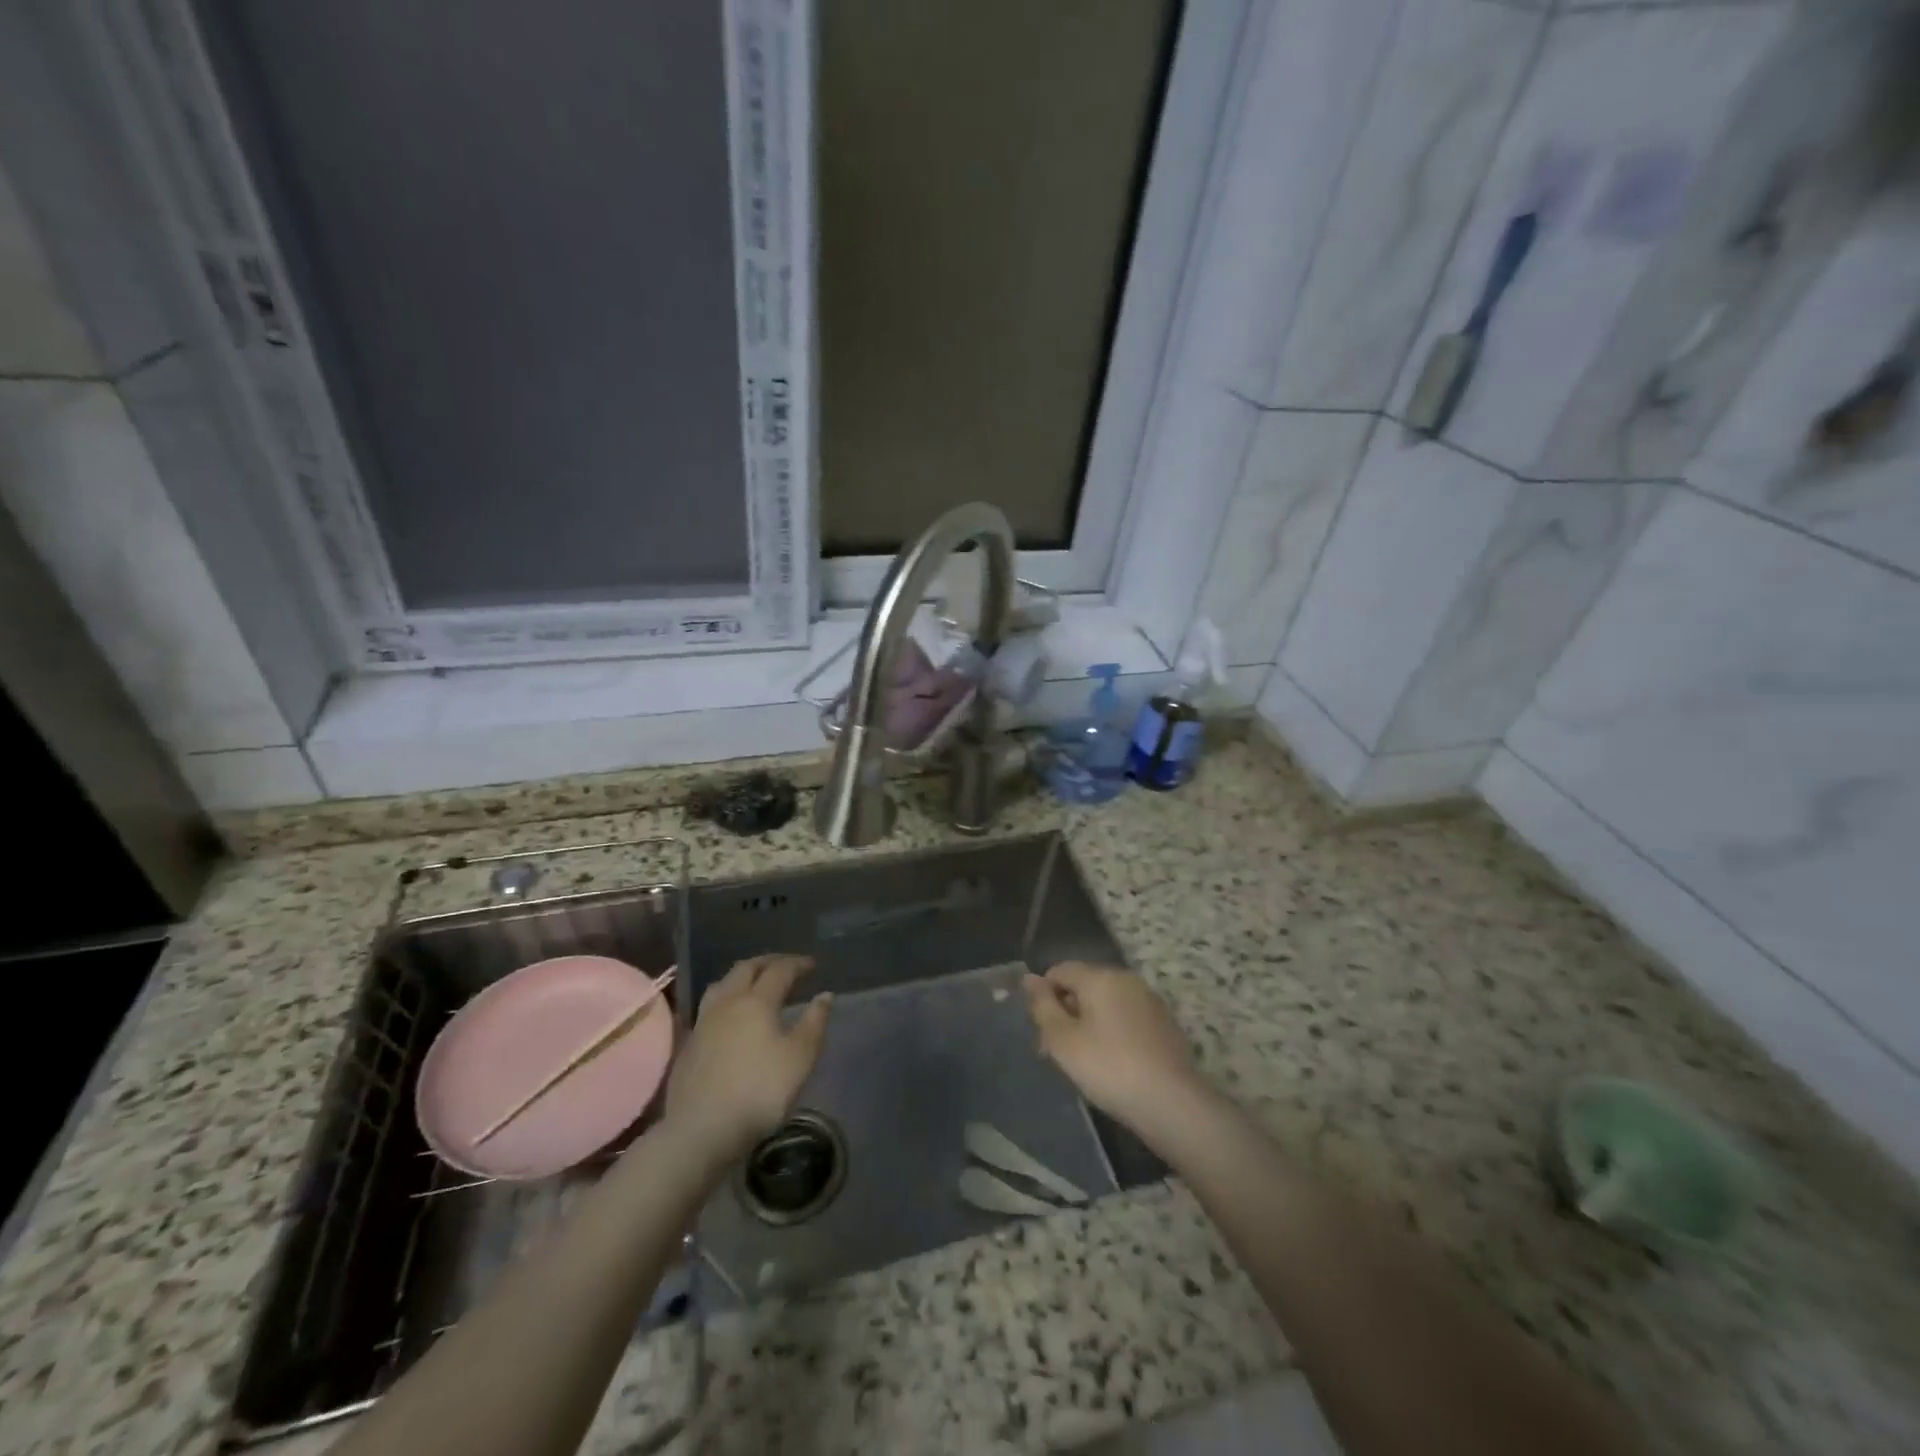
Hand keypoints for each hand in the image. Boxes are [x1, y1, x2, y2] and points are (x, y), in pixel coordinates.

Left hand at [666, 954, 830, 1157]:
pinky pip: (708, 1006)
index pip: (779, 970)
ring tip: (754, 984)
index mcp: (757, 1001)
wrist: (701, 1130)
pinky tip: (730, 1015)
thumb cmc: (759, 1091)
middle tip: (785, 966)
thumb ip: (814, 1023)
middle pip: (746, 968)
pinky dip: (725, 999)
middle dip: (768, 962)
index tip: (812, 965)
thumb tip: (824, 995)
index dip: (797, 964)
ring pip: (721, 984)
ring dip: (741, 976)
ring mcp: (703, 1022)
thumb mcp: (799, 1058)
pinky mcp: (688, 1043)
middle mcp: (728, 1002)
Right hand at [1024, 962, 1198, 1131]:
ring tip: (1084, 1062)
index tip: (1042, 1031)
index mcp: (1100, 977)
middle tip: (1057, 1051)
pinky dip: (1112, 1033)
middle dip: (1066, 1012)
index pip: (1060, 970)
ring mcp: (1148, 1000)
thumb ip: (1043, 1006)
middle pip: (1084, 986)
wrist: (1171, 1103)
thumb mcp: (1063, 1040)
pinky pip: (1125, 1018)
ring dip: (1088, 1024)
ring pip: (1105, 1003)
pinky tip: (1112, 1064)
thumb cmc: (1108, 1067)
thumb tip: (1029, 978)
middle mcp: (1126, 979)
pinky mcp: (1163, 1024)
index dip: (1044, 996)